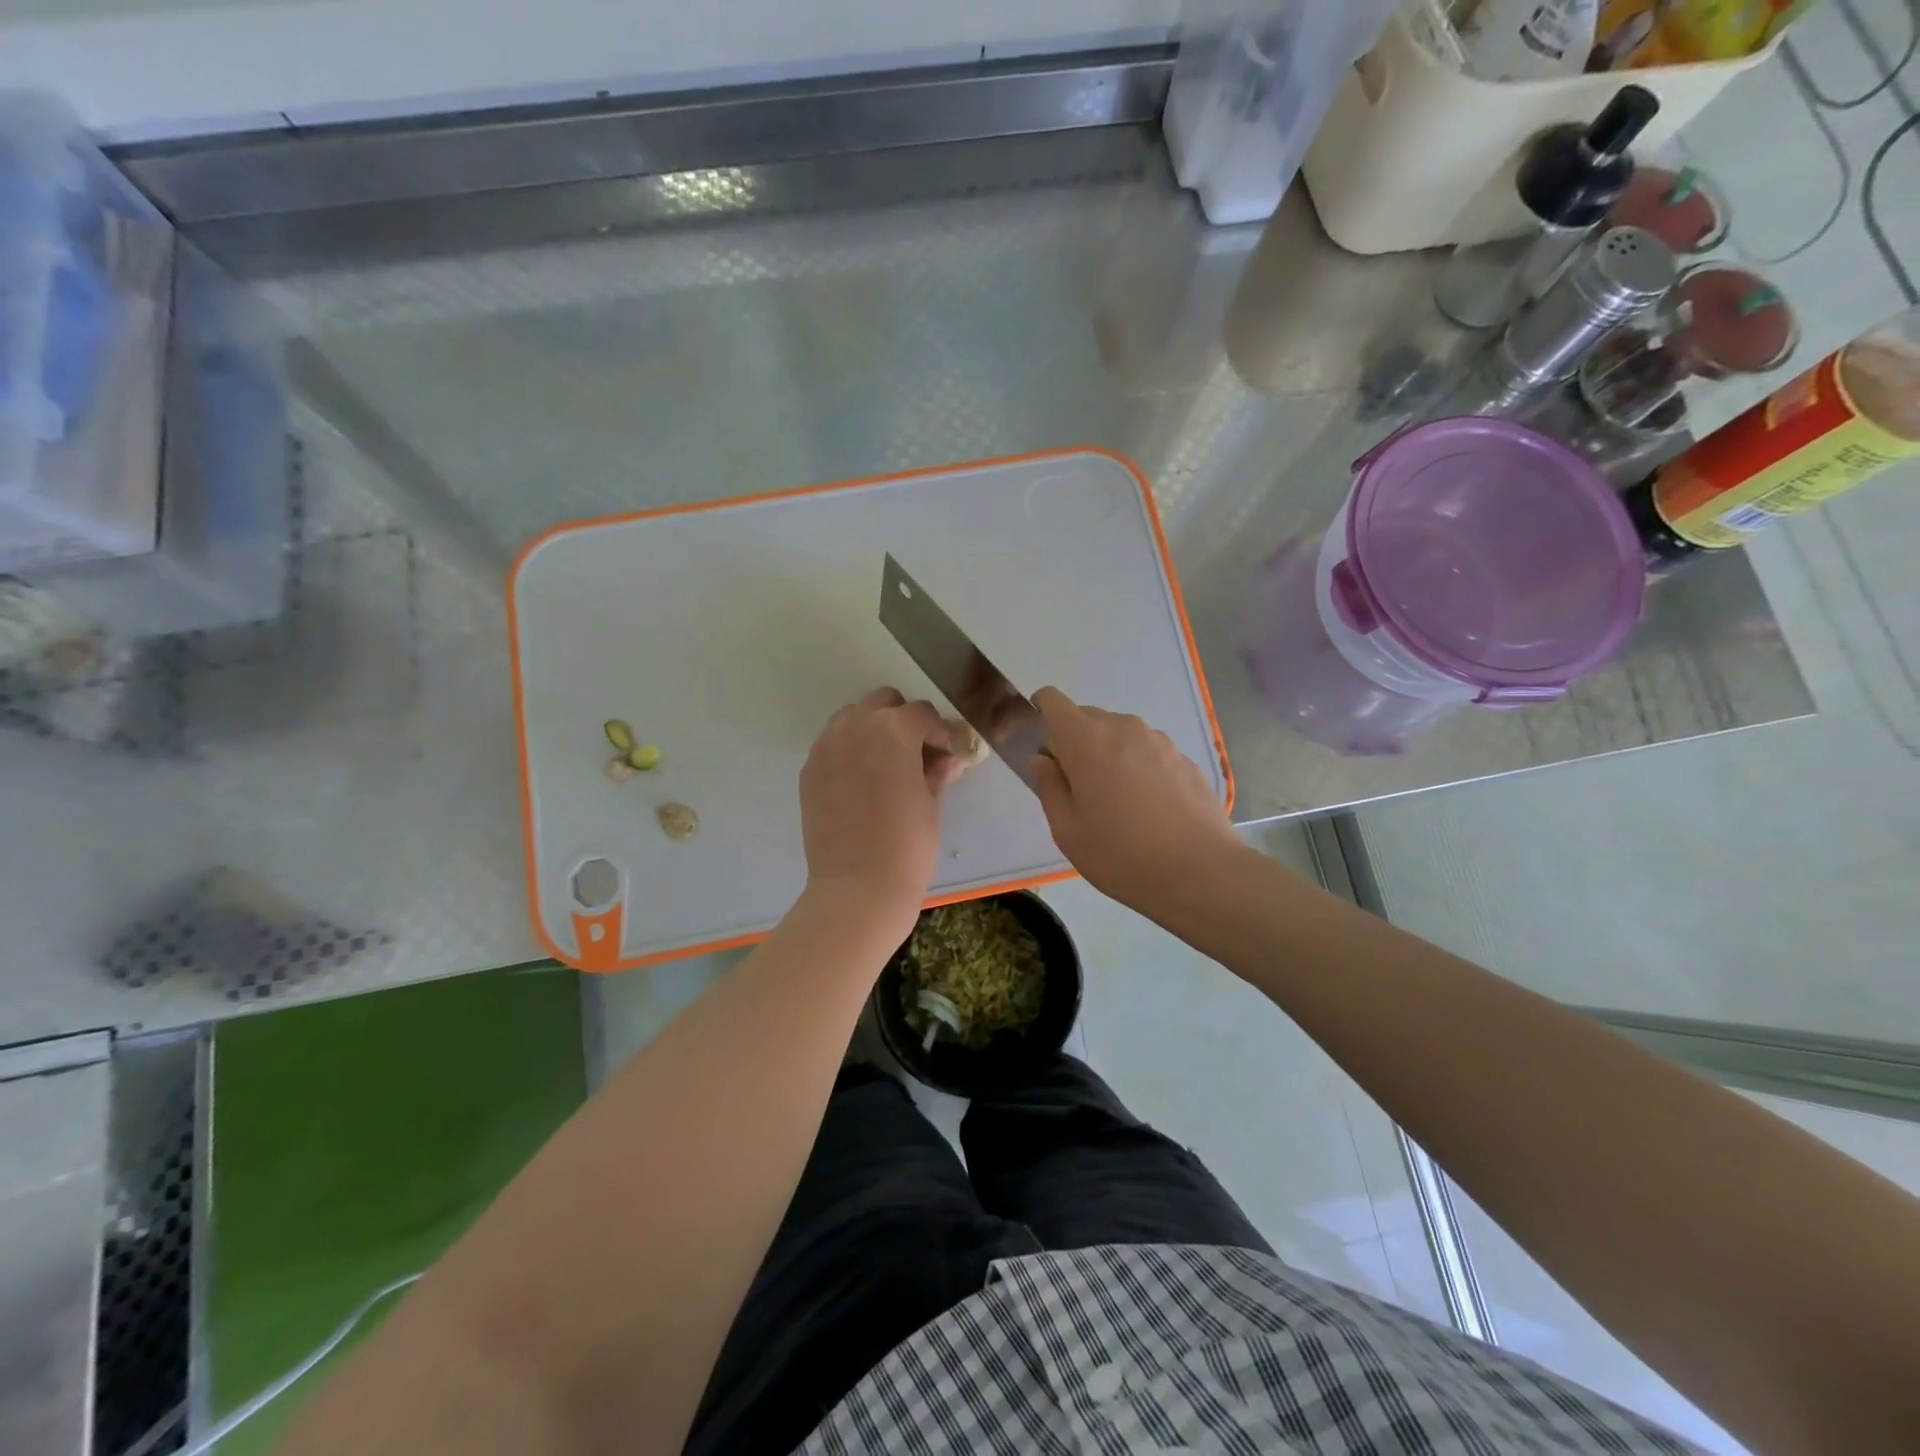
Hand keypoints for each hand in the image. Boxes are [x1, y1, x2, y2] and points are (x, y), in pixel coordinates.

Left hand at [799, 688, 960, 928]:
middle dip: (904, 721)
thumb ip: (936, 772)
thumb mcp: (931, 805)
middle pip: (883, 703)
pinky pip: (832, 744)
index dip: (939, 731)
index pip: (922, 714)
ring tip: (886, 764)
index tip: (947, 753)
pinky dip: (849, 750)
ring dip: (872, 729)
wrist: (857, 889)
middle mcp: (855, 728)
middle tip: (917, 754)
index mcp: (893, 732)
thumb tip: (948, 760)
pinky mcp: (809, 771)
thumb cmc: (907, 847)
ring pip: (852, 717)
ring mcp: (826, 748)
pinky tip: (861, 782)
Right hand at [1031, 687, 1244, 914]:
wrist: (1201, 872)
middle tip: (1078, 790)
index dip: (1041, 713)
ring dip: (1109, 756)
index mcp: (1086, 740)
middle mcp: (1123, 728)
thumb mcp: (1068, 831)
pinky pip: (1147, 752)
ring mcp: (1159, 741)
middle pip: (1086, 718)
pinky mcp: (1185, 759)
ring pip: (1120, 735)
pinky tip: (1149, 810)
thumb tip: (1043, 761)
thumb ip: (1049, 787)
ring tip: (1118, 804)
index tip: (1042, 746)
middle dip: (1075, 743)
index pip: (1053, 701)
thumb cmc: (1121, 855)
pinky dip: (1138, 768)